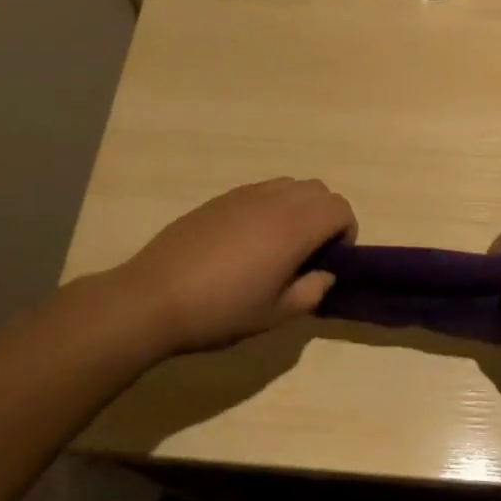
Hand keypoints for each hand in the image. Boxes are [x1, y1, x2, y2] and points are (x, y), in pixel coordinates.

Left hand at [109, 179, 355, 358]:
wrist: (153, 298)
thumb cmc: (220, 311)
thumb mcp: (274, 316)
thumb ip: (311, 292)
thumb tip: (324, 274)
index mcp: (293, 227)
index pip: (340, 208)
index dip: (346, 232)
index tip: (331, 261)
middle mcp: (273, 201)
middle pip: (319, 190)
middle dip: (326, 216)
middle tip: (310, 253)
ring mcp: (244, 195)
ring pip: (290, 185)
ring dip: (299, 207)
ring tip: (280, 245)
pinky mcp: (219, 199)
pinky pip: (261, 190)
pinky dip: (271, 206)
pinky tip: (248, 241)